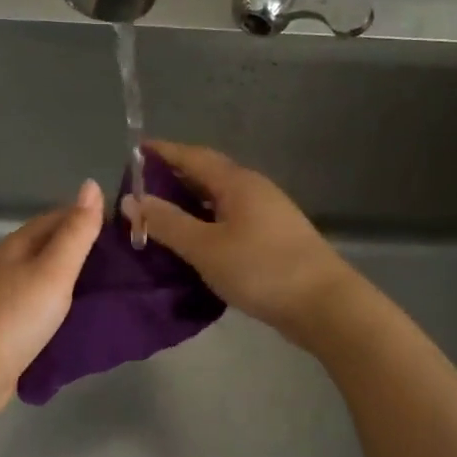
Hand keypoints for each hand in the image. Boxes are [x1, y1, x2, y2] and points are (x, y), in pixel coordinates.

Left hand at [0, 180, 103, 424]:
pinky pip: (42, 306)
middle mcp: (8, 265)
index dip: (89, 218)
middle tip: (128, 262)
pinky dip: (64, 306)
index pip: (57, 218)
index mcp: (17, 245)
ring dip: (76, 280)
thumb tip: (91, 184)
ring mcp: (6, 297)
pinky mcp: (8, 326)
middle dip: (85, 250)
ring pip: (47, 278)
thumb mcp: (54, 270)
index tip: (125, 230)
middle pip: (51, 247)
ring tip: (113, 288)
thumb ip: (76, 232)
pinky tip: (84, 316)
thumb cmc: (15, 317)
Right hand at [121, 140, 358, 344]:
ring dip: (190, 202)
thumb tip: (132, 200)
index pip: (193, 156)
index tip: (135, 151)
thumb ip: (167, 223)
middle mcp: (254, 190)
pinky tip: (194, 241)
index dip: (163, 152)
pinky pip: (230, 219)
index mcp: (237, 183)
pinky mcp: (273, 238)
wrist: (323, 305)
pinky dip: (206, 222)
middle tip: (140, 189)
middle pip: (208, 174)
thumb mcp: (204, 247)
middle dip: (174, 177)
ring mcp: (268, 214)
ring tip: (161, 215)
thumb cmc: (260, 269)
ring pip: (220, 199)